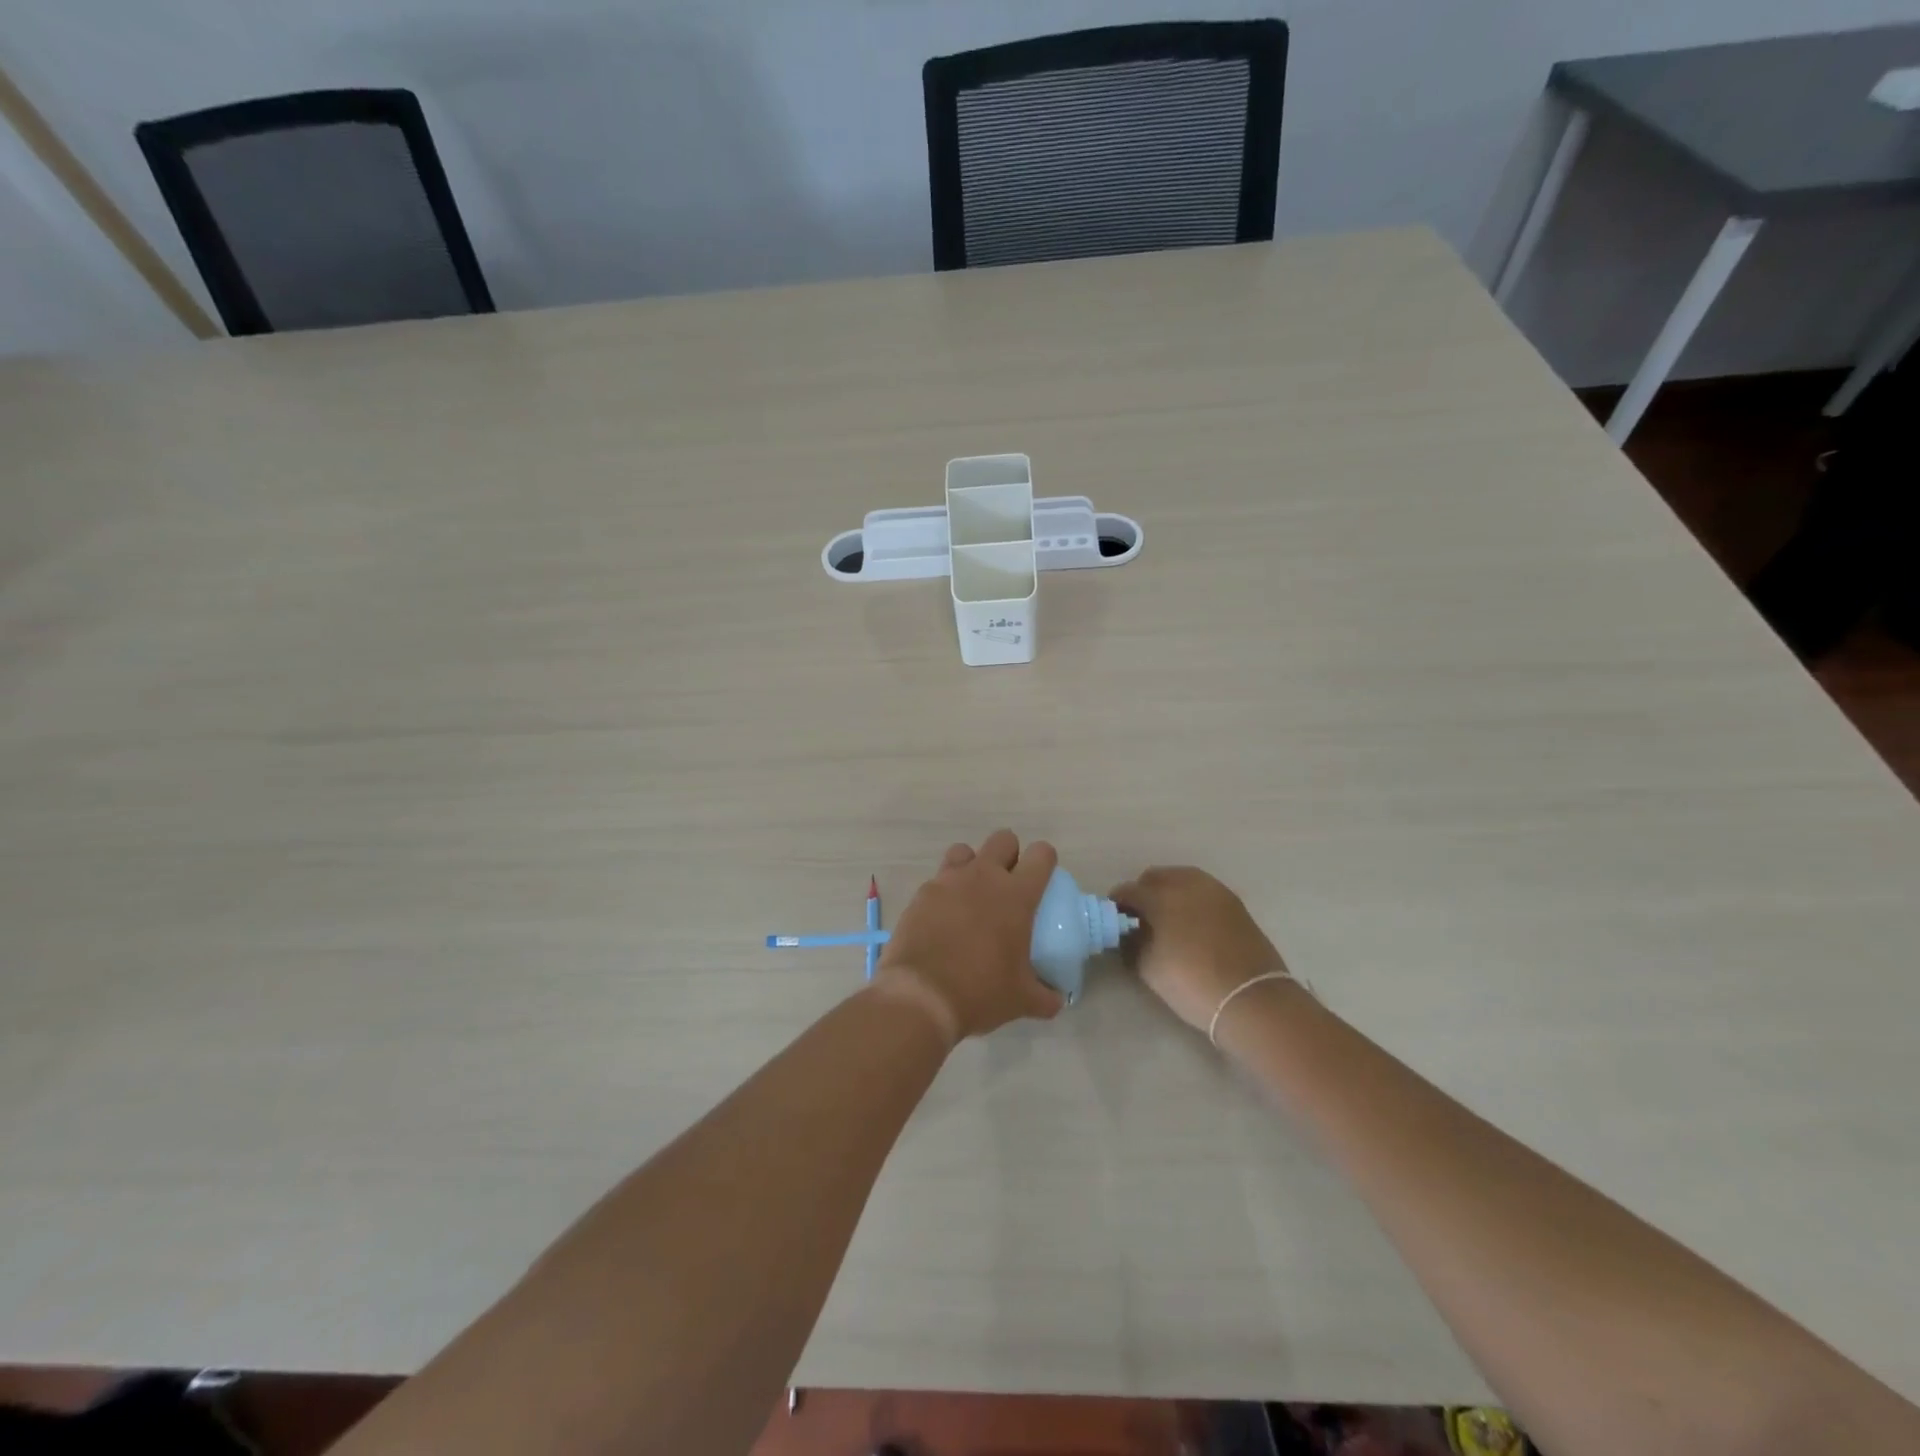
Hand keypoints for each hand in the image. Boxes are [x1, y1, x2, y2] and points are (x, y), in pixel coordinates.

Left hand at [874, 830, 1065, 1042]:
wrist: (921, 997)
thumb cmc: (981, 992)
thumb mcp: (1022, 999)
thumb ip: (1046, 996)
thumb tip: (1057, 999)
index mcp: (1016, 895)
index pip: (1041, 854)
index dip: (1044, 861)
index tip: (1042, 881)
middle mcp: (983, 877)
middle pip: (1003, 839)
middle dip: (1009, 855)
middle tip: (1008, 885)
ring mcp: (948, 881)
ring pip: (964, 850)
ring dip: (972, 865)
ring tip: (972, 895)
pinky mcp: (921, 894)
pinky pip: (938, 879)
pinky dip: (945, 892)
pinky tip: (944, 919)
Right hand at [1109, 867, 1288, 1032]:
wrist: (1253, 999)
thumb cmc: (1192, 982)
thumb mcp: (1148, 967)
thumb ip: (1132, 943)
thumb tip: (1129, 932)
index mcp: (1161, 895)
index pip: (1128, 891)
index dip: (1116, 905)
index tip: (1114, 923)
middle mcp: (1188, 883)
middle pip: (1155, 877)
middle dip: (1143, 893)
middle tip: (1139, 920)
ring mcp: (1216, 891)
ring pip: (1183, 880)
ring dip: (1169, 894)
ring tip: (1167, 922)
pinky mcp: (1236, 904)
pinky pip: (1204, 893)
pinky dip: (1192, 902)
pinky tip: (1192, 926)